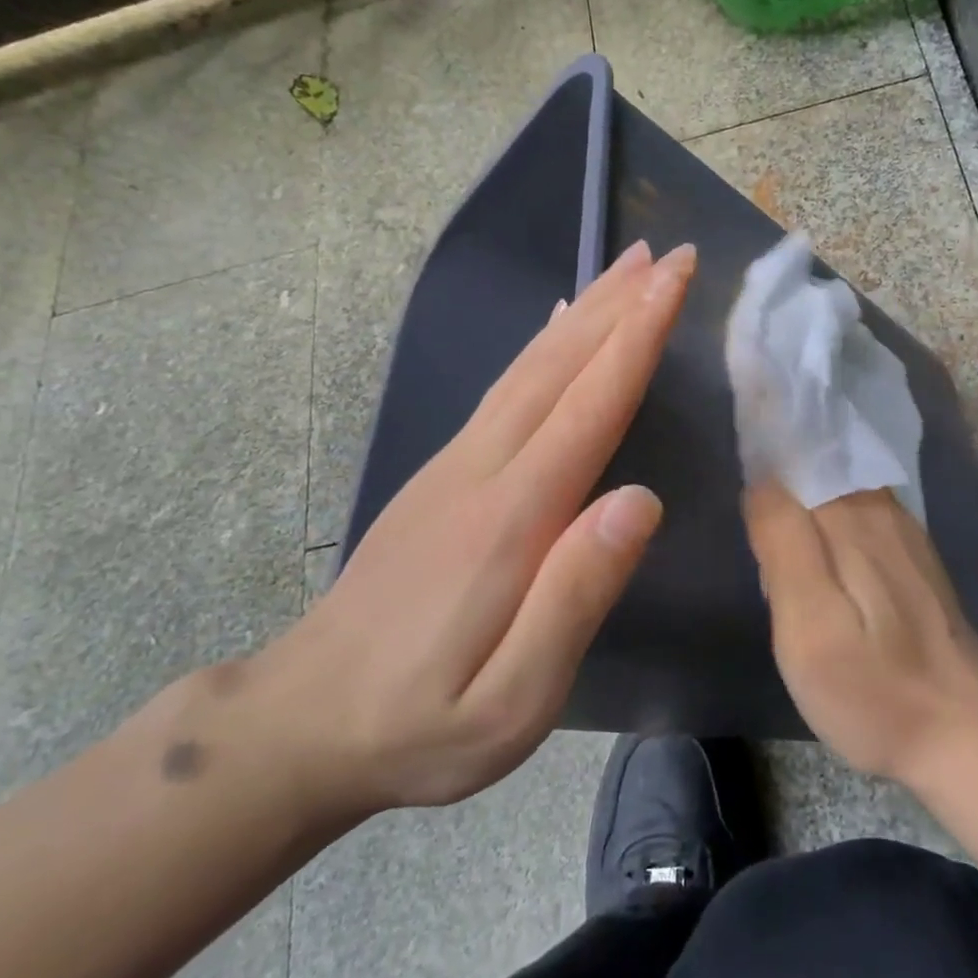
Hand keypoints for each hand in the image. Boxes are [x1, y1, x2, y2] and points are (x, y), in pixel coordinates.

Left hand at [252, 239, 693, 815]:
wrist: (302, 721)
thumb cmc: (420, 723)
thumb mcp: (512, 700)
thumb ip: (576, 597)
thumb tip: (641, 500)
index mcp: (511, 517)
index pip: (590, 405)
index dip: (636, 338)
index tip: (674, 281)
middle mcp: (482, 469)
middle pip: (559, 366)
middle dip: (619, 304)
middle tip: (668, 254)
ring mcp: (454, 465)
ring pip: (529, 368)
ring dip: (584, 311)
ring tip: (626, 269)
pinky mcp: (441, 474)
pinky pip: (504, 389)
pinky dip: (541, 345)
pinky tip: (557, 325)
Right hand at [744, 484, 977, 785]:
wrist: (966, 732)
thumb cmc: (875, 687)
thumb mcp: (809, 625)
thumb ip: (783, 544)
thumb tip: (762, 482)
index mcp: (852, 515)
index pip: (796, 457)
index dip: (763, 462)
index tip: (741, 496)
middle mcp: (880, 508)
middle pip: (816, 472)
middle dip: (779, 488)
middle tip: (753, 543)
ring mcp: (903, 532)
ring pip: (835, 495)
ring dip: (803, 510)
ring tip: (777, 556)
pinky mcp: (913, 559)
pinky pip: (856, 519)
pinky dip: (828, 529)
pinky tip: (818, 568)